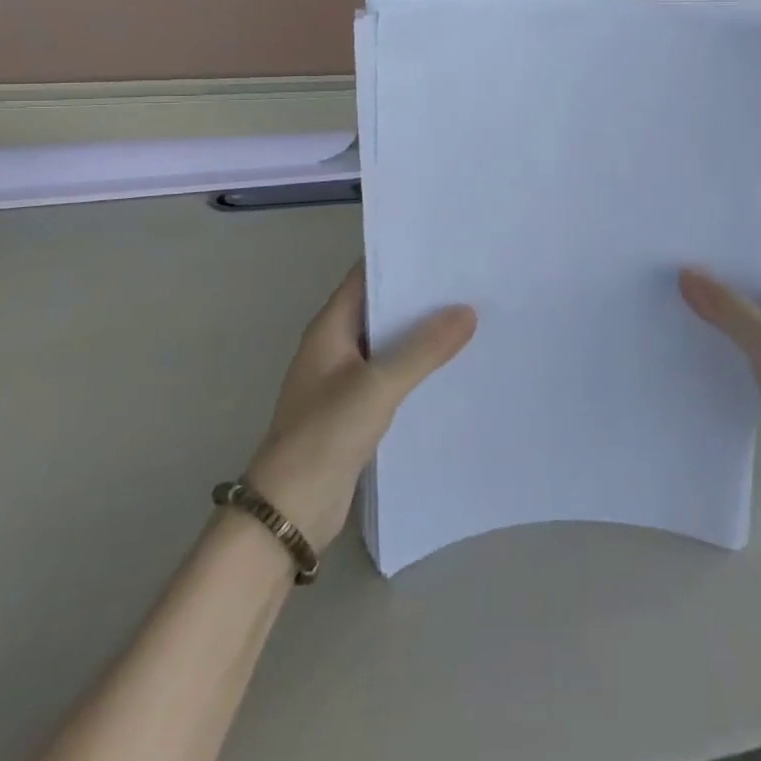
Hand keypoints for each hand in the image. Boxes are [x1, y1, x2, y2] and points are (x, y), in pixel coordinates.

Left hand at [246, 262, 475, 550]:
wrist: (290, 511)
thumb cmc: (325, 435)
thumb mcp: (378, 385)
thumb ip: (423, 349)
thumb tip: (467, 311)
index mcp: (329, 328)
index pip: (366, 276)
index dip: (400, 259)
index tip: (443, 249)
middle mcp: (335, 347)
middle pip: (380, 309)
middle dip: (419, 297)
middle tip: (468, 282)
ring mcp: (344, 380)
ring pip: (388, 344)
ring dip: (421, 334)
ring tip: (471, 318)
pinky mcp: (355, 411)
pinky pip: (391, 377)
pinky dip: (417, 368)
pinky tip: (451, 368)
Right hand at [679, 209, 760, 518]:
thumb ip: (730, 308)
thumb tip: (687, 272)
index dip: (756, 212)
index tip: (711, 204)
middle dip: (728, 252)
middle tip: (677, 239)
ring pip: (756, 302)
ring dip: (724, 292)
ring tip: (673, 277)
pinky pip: (751, 337)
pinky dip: (727, 328)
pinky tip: (692, 329)